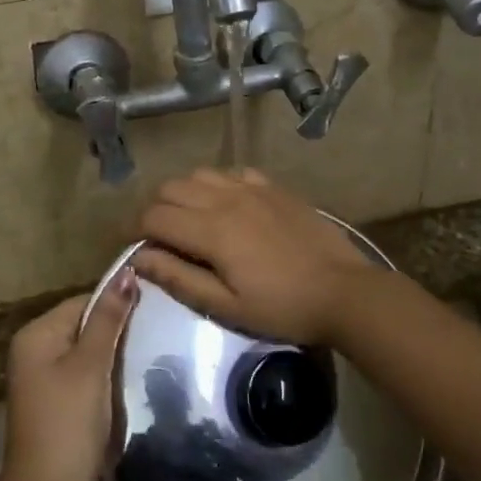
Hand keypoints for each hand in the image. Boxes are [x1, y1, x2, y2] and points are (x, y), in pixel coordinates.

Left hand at [0, 270, 138, 480]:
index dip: (115, 307)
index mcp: (36, 334)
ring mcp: (40, 378)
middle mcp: (33, 349)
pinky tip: (121, 389)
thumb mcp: (91, 366)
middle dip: (114, 334)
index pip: (83, 301)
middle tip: (149, 342)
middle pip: (83, 325)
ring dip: (111, 359)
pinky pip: (82, 375)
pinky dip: (102, 379)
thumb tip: (126, 272)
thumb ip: (108, 319)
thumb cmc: (68, 423)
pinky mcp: (52, 401)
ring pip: (86, 352)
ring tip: (140, 364)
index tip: (150, 317)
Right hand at [133, 169, 382, 345]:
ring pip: (199, 174)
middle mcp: (225, 199)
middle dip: (157, 210)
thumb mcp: (226, 306)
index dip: (137, 232)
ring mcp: (252, 188)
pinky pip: (233, 172)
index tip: (140, 250)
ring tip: (193, 221)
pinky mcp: (274, 187)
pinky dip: (219, 185)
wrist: (343, 291)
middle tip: (163, 239)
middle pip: (170, 188)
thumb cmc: (282, 307)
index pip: (154, 216)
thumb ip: (178, 278)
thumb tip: (139, 258)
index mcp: (211, 230)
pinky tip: (229, 207)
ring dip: (185, 194)